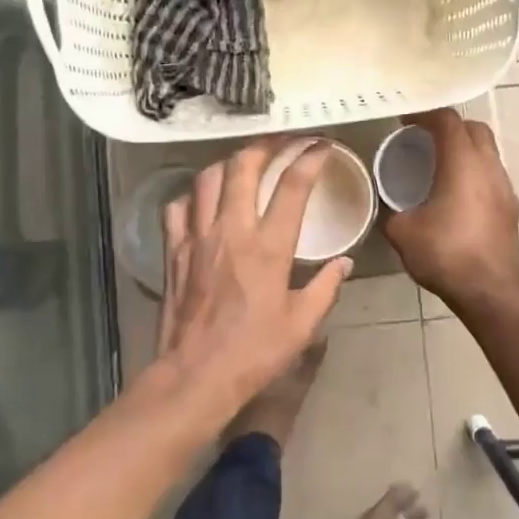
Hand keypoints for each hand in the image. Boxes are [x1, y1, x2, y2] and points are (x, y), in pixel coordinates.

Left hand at [155, 140, 352, 419]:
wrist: (195, 377)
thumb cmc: (254, 353)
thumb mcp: (302, 326)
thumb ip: (326, 288)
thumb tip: (345, 263)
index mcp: (269, 247)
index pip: (293, 186)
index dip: (310, 158)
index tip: (321, 146)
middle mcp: (232, 230)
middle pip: (244, 165)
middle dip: (265, 144)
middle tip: (282, 141)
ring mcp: (198, 237)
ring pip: (208, 178)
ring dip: (229, 163)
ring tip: (244, 162)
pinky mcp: (174, 250)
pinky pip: (178, 207)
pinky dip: (193, 195)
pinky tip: (203, 199)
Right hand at [381, 109, 518, 308]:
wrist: (490, 292)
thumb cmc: (445, 254)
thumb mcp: (402, 231)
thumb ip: (392, 210)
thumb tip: (388, 205)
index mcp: (462, 162)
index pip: (447, 120)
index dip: (425, 115)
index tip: (405, 121)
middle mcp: (488, 166)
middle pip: (474, 128)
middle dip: (449, 126)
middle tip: (423, 137)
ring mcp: (504, 187)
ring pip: (487, 151)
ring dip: (465, 148)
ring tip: (439, 164)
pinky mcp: (511, 207)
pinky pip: (491, 174)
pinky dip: (474, 171)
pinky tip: (456, 193)